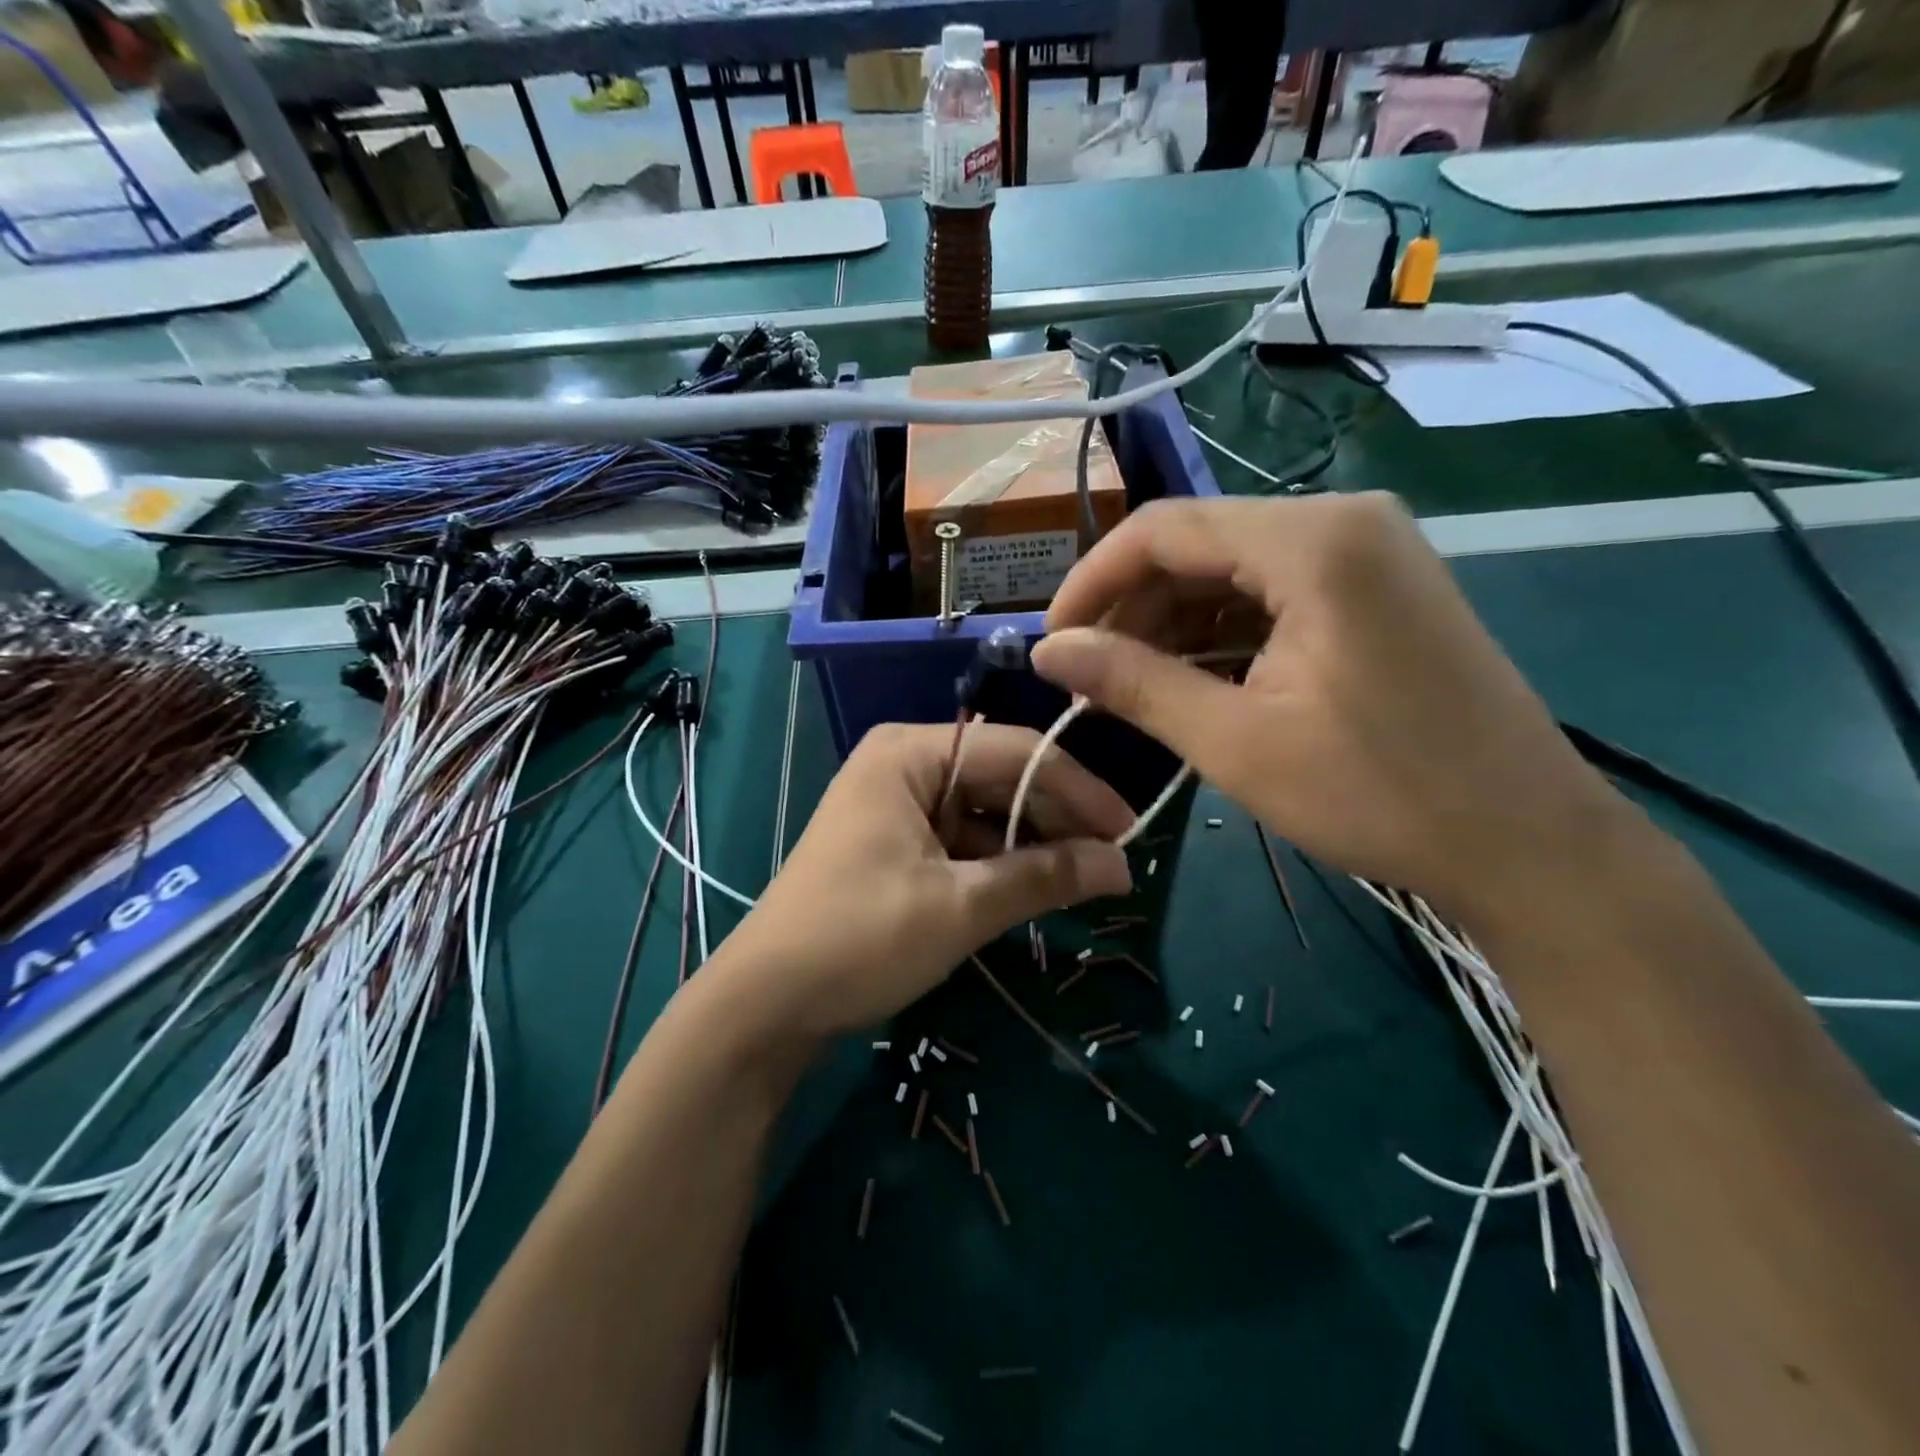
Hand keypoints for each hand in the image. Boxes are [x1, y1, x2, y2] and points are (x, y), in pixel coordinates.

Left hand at [724, 722, 1132, 1039]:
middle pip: (1001, 776)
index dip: (1079, 789)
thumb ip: (1043, 877)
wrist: (765, 1003)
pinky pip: (962, 837)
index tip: (1131, 830)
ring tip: (1085, 878)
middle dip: (1057, 818)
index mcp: (911, 753)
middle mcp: (904, 762)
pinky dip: (999, 861)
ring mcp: (896, 802)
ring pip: (985, 809)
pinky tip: (1036, 886)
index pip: (1016, 751)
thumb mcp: (959, 907)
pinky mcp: (894, 841)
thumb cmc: (860, 939)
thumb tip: (1121, 865)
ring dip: (1032, 842)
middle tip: (1114, 862)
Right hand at [1031, 495, 1640, 929]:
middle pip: (1200, 544)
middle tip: (1089, 675)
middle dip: (1133, 607)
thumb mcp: (1236, 741)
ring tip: (1132, 686)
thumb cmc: (1379, 793)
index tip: (1054, 641)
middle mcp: (1343, 522)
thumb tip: (1049, 652)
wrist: (1526, 844)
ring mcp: (1370, 553)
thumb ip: (1134, 683)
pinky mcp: (1379, 590)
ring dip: (1174, 624)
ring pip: (1234, 570)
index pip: (1164, 529)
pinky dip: (1223, 633)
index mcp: (1313, 541)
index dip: (1093, 580)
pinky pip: (1274, 593)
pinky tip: (1194, 680)